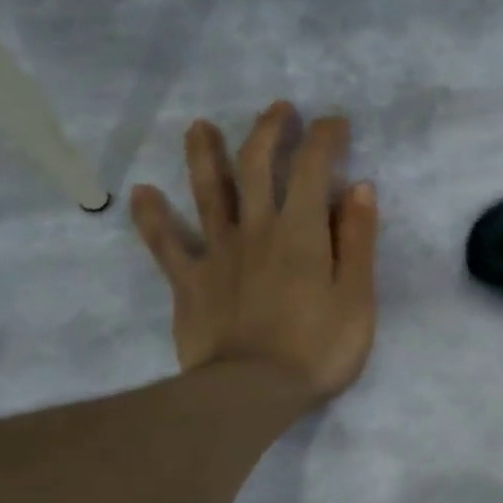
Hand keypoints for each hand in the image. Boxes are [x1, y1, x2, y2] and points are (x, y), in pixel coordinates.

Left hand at [130, 101, 377, 408]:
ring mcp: (217, 252)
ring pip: (207, 192)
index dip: (323, 138)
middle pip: (255, 166)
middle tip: (278, 110)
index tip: (333, 122)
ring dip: (203, 154)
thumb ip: (358, 241)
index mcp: (301, 231)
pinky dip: (152, 217)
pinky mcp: (189, 282)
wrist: (253, 392)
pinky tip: (142, 193)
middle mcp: (256, 229)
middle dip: (267, 131)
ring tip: (199, 127)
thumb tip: (360, 187)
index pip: (312, 168)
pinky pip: (165, 244)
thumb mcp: (357, 297)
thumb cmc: (318, 349)